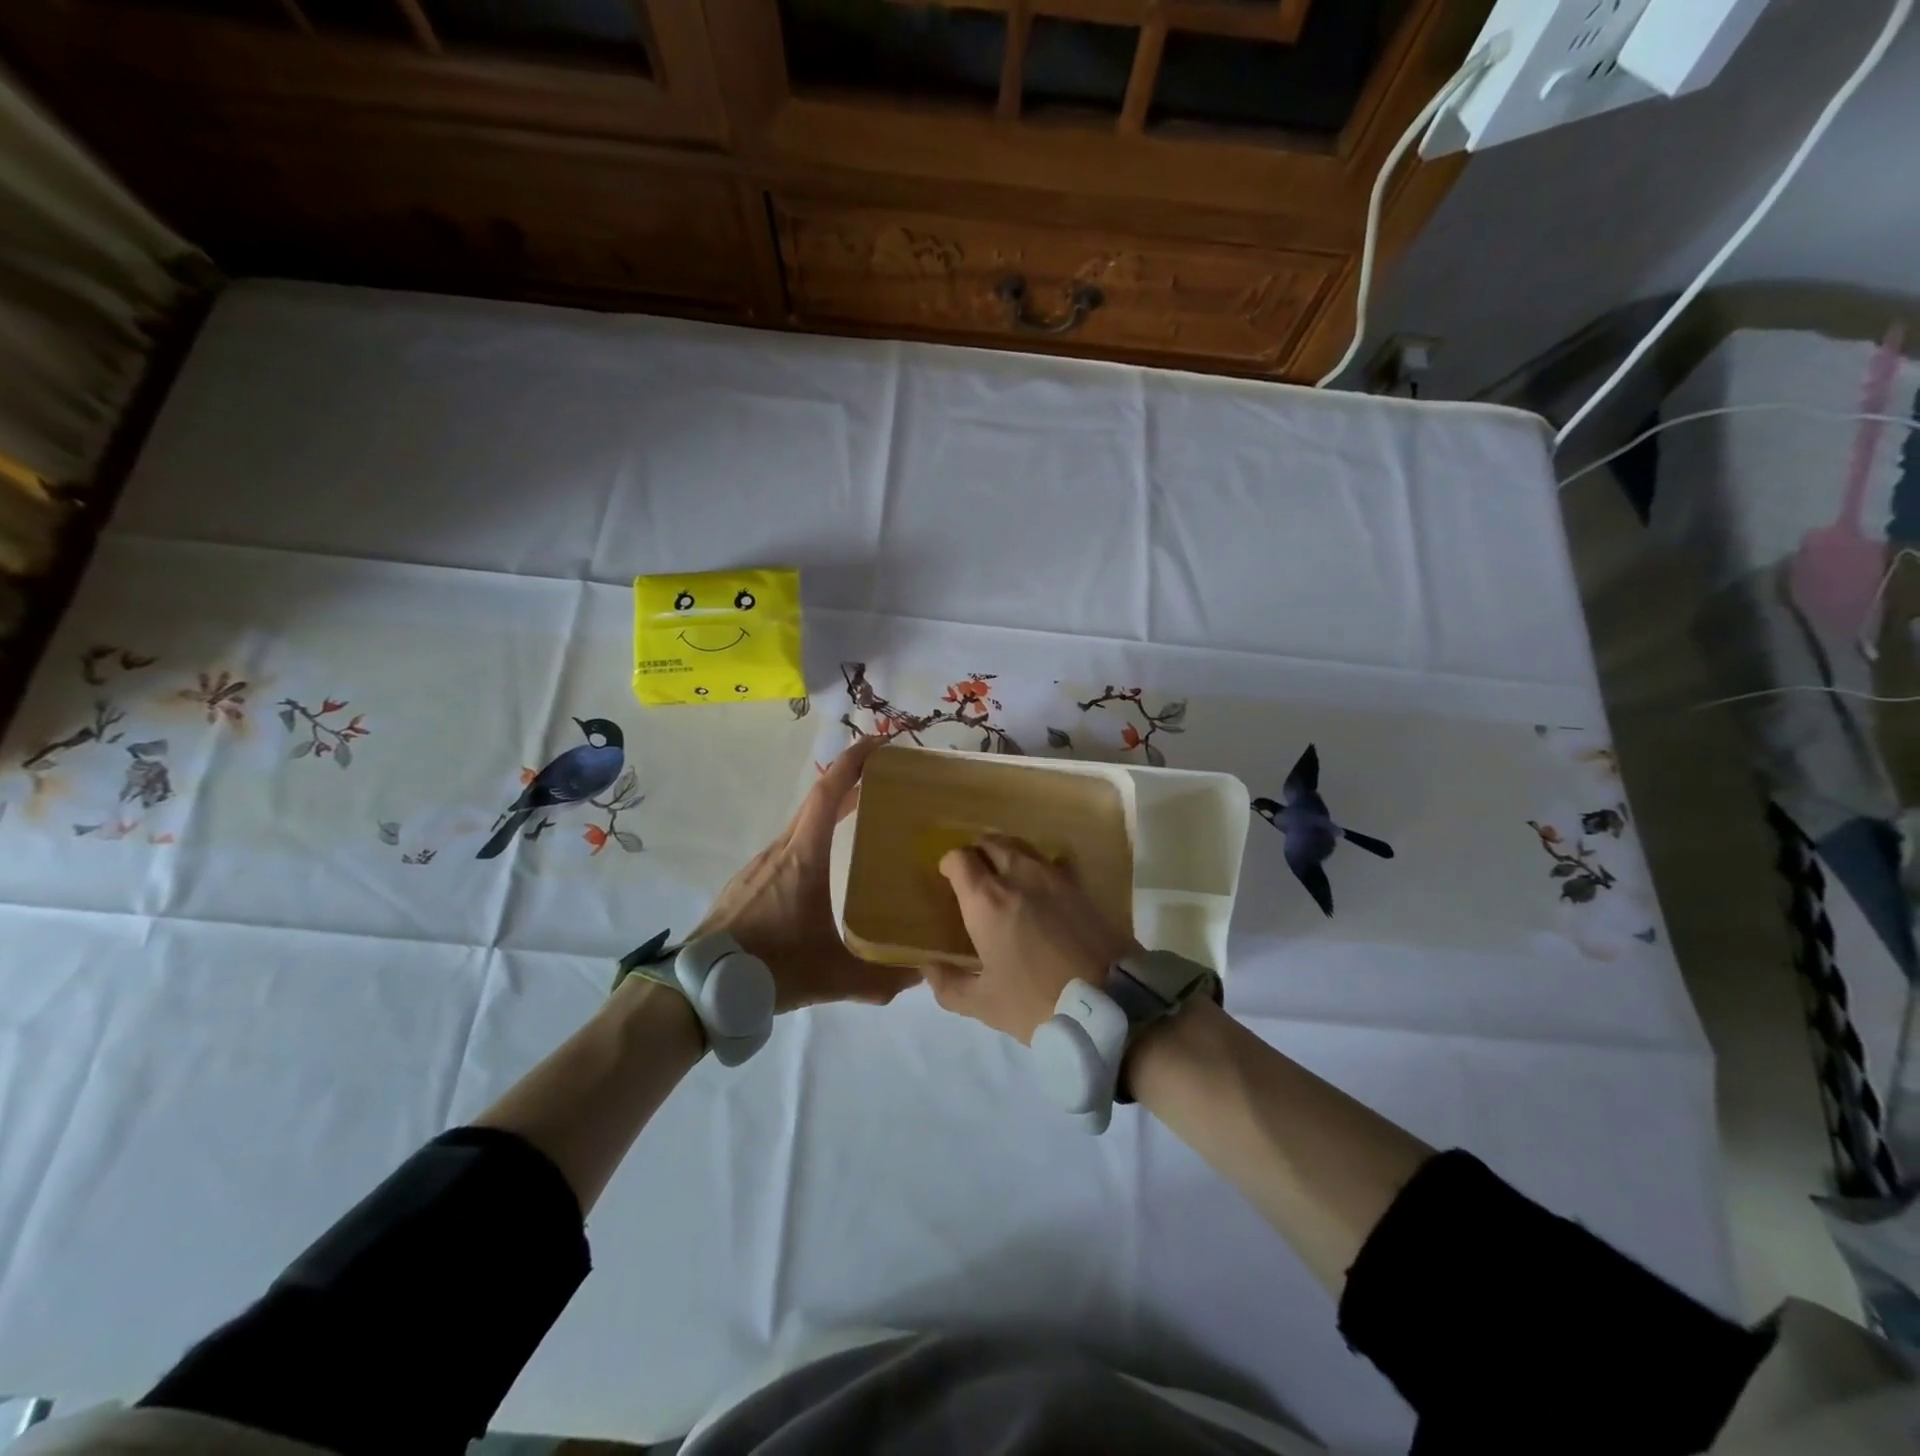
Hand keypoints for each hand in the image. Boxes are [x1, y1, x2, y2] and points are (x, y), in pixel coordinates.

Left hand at [692, 736, 916, 1012]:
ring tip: (862, 818)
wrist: (700, 987)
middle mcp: (781, 850)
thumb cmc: (768, 968)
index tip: (880, 744)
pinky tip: (824, 867)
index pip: (828, 793)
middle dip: (851, 782)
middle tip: (886, 781)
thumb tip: (922, 975)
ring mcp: (760, 864)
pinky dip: (813, 838)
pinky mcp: (748, 882)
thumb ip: (880, 979)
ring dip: (831, 812)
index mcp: (803, 857)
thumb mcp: (832, 976)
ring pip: (801, 825)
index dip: (854, 762)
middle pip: (817, 802)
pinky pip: (788, 846)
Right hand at [923, 833, 1136, 1043]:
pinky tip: (1044, 888)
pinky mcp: (1082, 886)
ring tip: (1005, 876)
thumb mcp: (985, 1005)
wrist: (1110, 1005)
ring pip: (1023, 846)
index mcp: (987, 900)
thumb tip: (928, 967)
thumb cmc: (1037, 1002)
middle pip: (992, 842)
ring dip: (1008, 853)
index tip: (948, 878)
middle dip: (978, 852)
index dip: (950, 864)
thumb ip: (950, 985)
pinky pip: (1054, 862)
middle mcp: (1019, 875)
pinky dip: (1041, 866)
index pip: (960, 858)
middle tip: (975, 874)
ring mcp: (1055, 876)